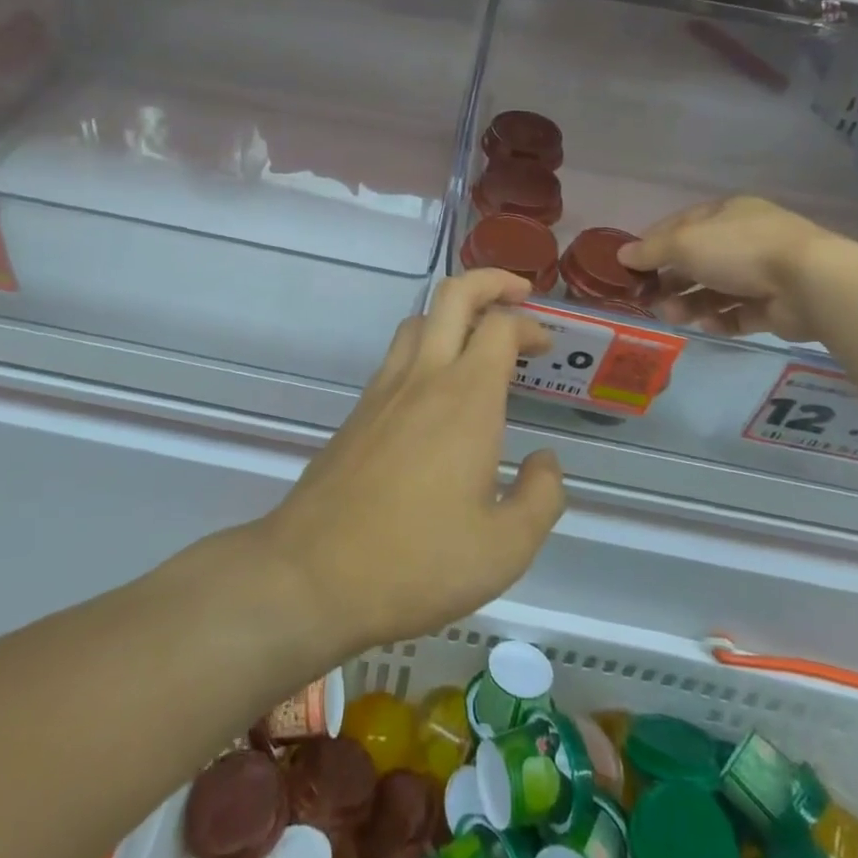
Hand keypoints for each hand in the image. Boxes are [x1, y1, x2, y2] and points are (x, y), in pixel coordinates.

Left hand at [262, 270, 563, 650]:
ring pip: (419, 319)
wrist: (311, 575)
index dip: (530, 324)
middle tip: (518, 295)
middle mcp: (424, 377)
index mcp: (467, 398)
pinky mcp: (359, 411)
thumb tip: (545, 462)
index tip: (546, 346)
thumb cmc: (417, 562)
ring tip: (479, 338)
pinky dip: (426, 346)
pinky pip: (398, 354)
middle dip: (491, 281)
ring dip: (454, 312)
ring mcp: (384, 390)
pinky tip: (438, 390)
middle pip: (454, 294)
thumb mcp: (505, 549)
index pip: (501, 326)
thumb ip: (541, 497)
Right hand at [618, 195, 844, 342]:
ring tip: (674, 317)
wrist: (810, 283)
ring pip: (715, 290)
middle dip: (670, 280)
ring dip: (690, 303)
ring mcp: (763, 273)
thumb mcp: (685, 243)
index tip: (631, 266)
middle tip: (648, 300)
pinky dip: (721, 320)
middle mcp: (744, 239)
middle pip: (697, 261)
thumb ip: (651, 250)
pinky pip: (739, 313)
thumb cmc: (740, 250)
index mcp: (726, 214)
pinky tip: (708, 326)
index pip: (681, 225)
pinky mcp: (775, 306)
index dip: (653, 243)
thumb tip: (621, 254)